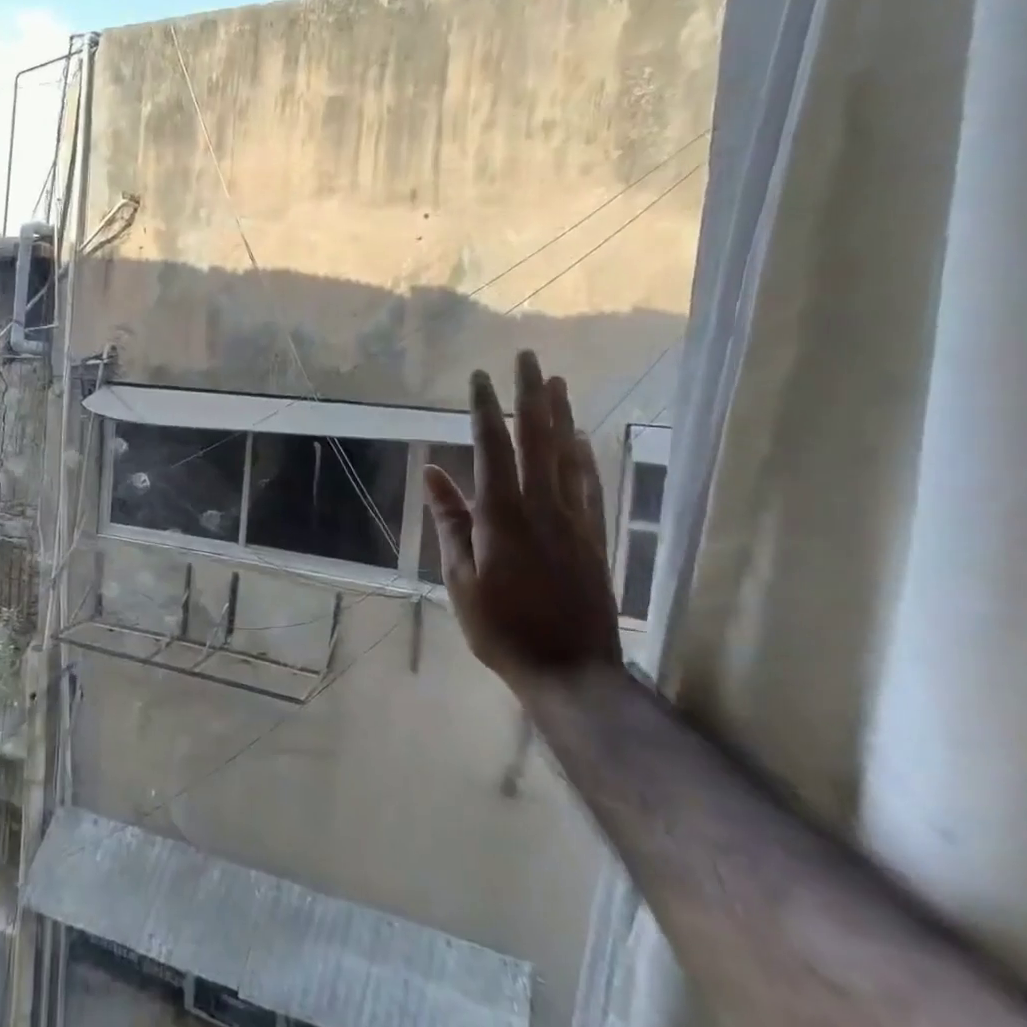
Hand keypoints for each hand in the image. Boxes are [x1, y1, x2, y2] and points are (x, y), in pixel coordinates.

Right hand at [424, 350, 623, 681]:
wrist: (570, 668)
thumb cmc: (501, 627)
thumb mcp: (460, 577)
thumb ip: (450, 522)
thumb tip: (433, 473)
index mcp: (502, 515)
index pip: (493, 448)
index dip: (485, 409)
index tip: (479, 377)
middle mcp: (542, 506)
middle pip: (538, 439)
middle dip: (531, 395)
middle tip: (529, 358)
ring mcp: (574, 519)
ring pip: (568, 455)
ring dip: (561, 415)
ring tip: (557, 382)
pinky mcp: (593, 536)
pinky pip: (590, 484)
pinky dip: (585, 456)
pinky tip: (582, 440)